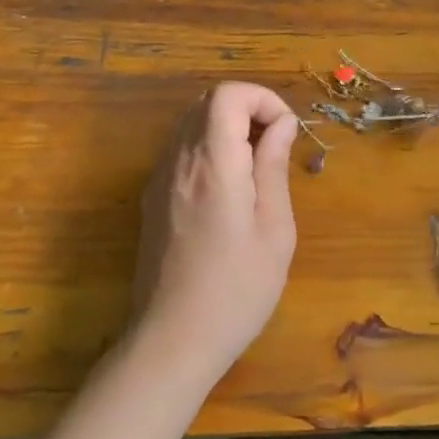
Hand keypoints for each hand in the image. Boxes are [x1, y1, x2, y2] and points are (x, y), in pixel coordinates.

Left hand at [134, 82, 299, 386]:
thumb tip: (281, 125)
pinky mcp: (152, 198)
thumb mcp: (274, 230)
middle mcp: (179, 162)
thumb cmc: (236, 291)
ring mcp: (159, 179)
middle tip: (276, 146)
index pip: (227, 95)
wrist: (171, 343)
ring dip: (228, 126)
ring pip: (192, 122)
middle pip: (207, 102)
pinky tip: (230, 187)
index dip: (262, 99)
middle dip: (248, 109)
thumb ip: (274, 167)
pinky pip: (181, 149)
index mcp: (213, 165)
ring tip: (256, 166)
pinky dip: (210, 146)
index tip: (286, 132)